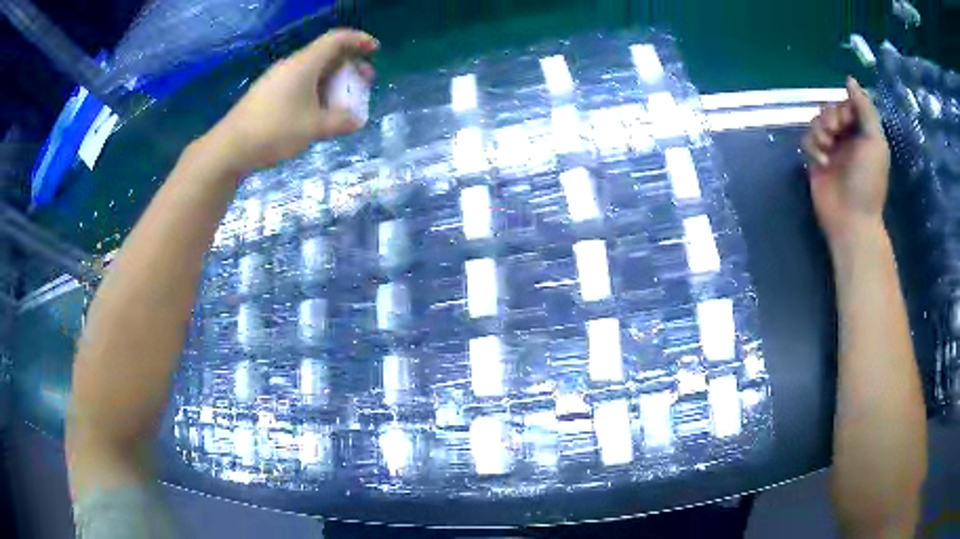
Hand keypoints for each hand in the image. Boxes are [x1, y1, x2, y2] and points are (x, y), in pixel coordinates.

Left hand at [205, 29, 377, 172]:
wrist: (230, 147)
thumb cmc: (275, 131)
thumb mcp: (314, 127)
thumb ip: (340, 121)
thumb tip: (356, 120)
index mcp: (305, 64)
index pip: (337, 40)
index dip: (358, 40)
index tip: (375, 50)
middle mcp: (291, 65)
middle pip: (326, 55)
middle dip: (349, 66)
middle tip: (364, 82)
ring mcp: (276, 79)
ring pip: (312, 71)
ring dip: (332, 81)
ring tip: (342, 101)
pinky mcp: (267, 93)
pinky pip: (299, 83)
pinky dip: (316, 90)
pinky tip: (317, 111)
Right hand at [802, 77, 890, 247]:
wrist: (852, 219)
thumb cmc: (868, 181)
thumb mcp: (874, 142)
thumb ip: (865, 109)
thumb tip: (850, 79)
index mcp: (862, 133)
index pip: (847, 105)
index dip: (843, 108)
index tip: (846, 121)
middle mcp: (847, 138)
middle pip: (830, 110)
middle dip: (829, 117)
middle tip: (834, 133)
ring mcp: (831, 150)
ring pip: (816, 122)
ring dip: (819, 130)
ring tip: (826, 149)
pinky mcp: (816, 161)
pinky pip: (807, 140)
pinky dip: (812, 147)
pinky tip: (820, 162)